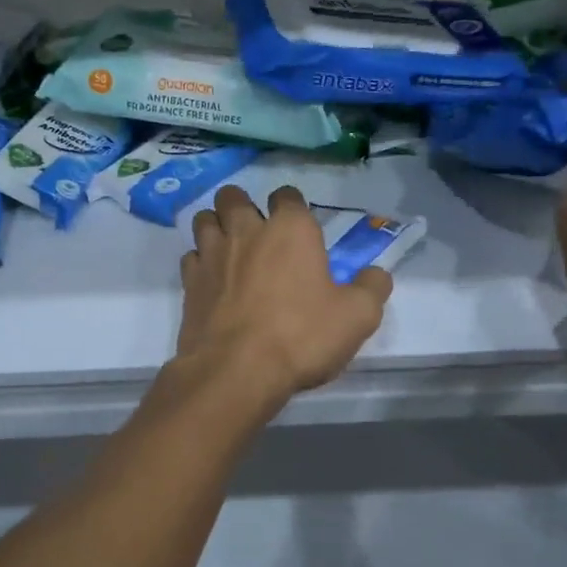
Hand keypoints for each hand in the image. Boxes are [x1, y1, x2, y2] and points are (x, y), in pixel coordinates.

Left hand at [175, 185, 391, 403]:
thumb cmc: (302, 336)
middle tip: (256, 232)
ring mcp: (212, 255)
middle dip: (243, 206)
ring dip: (216, 227)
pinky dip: (200, 262)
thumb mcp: (358, 316)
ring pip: (204, 219)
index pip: (287, 195)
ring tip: (229, 249)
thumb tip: (376, 275)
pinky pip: (191, 257)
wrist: (237, 371)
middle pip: (233, 197)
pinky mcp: (189, 283)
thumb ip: (372, 288)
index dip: (293, 207)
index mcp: (290, 229)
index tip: (300, 228)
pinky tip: (212, 281)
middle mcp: (246, 231)